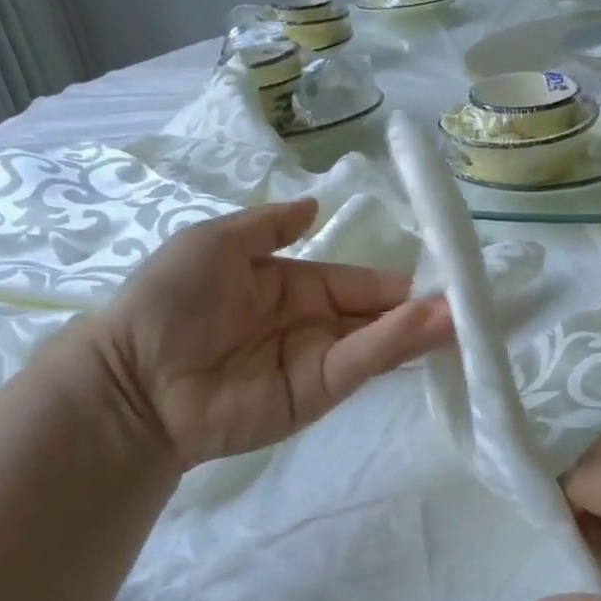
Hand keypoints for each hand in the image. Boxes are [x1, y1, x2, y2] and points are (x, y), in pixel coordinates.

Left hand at [91, 200, 452, 468]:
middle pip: (375, 315)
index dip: (392, 280)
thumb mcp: (217, 242)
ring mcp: (316, 363)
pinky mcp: (315, 396)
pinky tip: (425, 325)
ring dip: (419, 327)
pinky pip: (358, 365)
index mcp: (292, 285)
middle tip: (466, 298)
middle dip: (418, 306)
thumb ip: (270, 225)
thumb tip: (317, 205)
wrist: (134, 377)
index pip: (355, 282)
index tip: (439, 272)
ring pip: (377, 342)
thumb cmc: (172, 300)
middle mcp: (312, 325)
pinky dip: (392, 346)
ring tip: (461, 313)